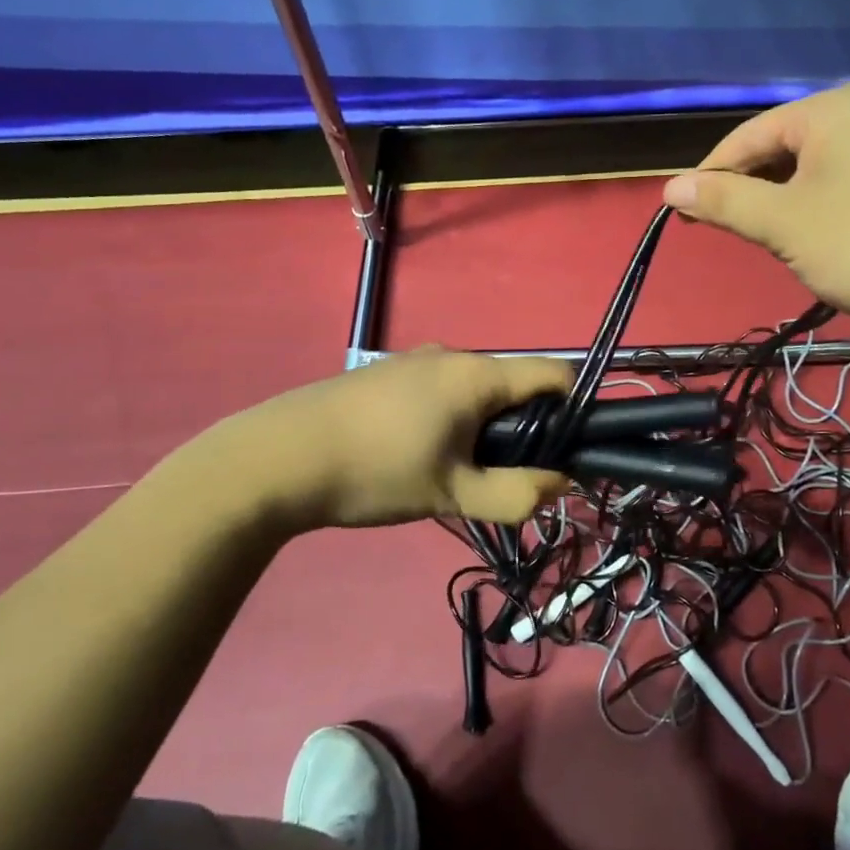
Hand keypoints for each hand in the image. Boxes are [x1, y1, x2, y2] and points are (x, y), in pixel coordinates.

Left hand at [191, 347, 573, 532]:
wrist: (277, 459)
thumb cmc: (377, 471)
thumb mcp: (454, 494)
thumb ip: (516, 494)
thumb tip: (560, 482)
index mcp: (478, 374)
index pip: (554, 374)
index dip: (573, 410)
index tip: (561, 453)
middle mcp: (452, 355)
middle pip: (513, 385)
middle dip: (521, 428)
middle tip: (498, 476)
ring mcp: (414, 360)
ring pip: (474, 391)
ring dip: (481, 427)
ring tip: (452, 472)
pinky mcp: (386, 374)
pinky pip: (440, 391)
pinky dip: (449, 418)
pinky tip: (413, 454)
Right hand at [662, 83, 849, 361]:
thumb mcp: (783, 223)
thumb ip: (724, 200)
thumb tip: (669, 188)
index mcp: (834, 108)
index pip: (750, 134)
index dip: (710, 172)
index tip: (678, 210)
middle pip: (778, 149)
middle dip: (744, 188)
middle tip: (713, 226)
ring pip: (805, 170)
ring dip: (773, 201)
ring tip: (753, 235)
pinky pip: (833, 184)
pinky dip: (806, 208)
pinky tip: (798, 236)